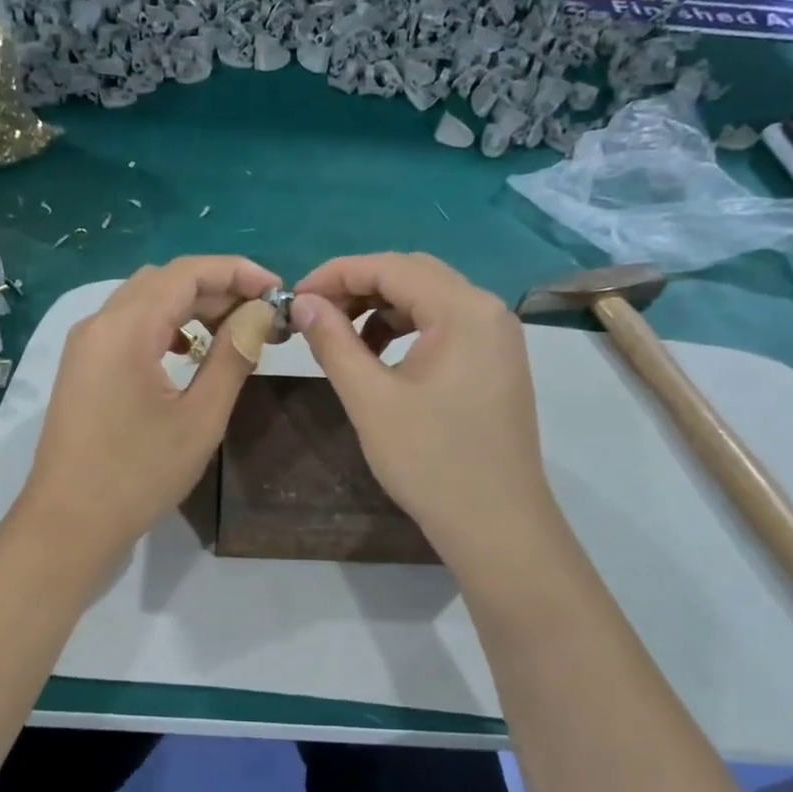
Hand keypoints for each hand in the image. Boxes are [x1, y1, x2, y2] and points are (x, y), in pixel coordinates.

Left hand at [19, 255, 279, 563]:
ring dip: (191, 306)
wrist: (69, 524)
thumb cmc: (138, 475)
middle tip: (262, 315)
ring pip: (144, 302)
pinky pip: (128, 327)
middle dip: (217, 288)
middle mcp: (99, 323)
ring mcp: (85, 345)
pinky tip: (188, 352)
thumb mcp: (199, 418)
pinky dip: (164, 326)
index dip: (237, 272)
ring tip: (233, 331)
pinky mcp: (83, 367)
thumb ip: (233, 357)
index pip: (187, 273)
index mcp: (125, 328)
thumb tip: (260, 314)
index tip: (278, 290)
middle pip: (164, 281)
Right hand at [291, 253, 561, 565]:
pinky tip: (379, 357)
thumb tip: (303, 302)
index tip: (295, 297)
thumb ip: (333, 342)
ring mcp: (497, 337)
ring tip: (341, 337)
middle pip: (413, 275)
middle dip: (358, 287)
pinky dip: (407, 330)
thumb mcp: (370, 399)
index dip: (336, 274)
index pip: (390, 267)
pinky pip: (445, 326)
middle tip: (315, 315)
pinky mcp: (496, 362)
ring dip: (381, 309)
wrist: (496, 525)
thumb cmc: (431, 461)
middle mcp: (488, 310)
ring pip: (429, 300)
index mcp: (464, 309)